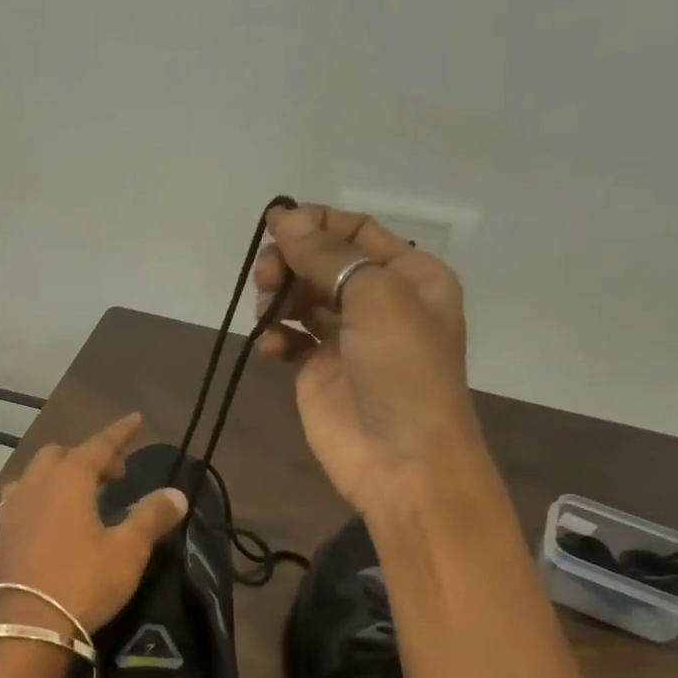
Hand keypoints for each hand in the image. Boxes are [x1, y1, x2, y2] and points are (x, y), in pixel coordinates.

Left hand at [0, 413, 188, 633]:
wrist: (30, 628)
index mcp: (68, 481)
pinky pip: (19, 508)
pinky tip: (46, 524)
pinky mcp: (1, 540)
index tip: (135, 419)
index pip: (98, 445)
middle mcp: (35, 487)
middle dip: (86, 457)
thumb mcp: (128, 551)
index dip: (119, 433)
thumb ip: (151, 517)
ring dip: (56, 477)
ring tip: (76, 496)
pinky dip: (37, 504)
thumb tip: (177, 494)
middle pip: (58, 456)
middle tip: (112, 476)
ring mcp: (12, 513)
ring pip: (32, 478)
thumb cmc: (84, 582)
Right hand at [253, 203, 481, 519]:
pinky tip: (270, 346)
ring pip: (302, 296)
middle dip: (292, 260)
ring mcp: (346, 337)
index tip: (272, 226)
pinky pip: (290, 337)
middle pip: (323, 262)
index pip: (356, 231)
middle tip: (267, 275)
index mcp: (410, 276)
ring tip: (267, 309)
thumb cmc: (402, 369)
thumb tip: (284, 218)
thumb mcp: (376, 297)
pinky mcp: (319, 370)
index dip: (315, 223)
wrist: (403, 460)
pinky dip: (275, 335)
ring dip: (279, 294)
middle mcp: (379, 301)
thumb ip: (327, 256)